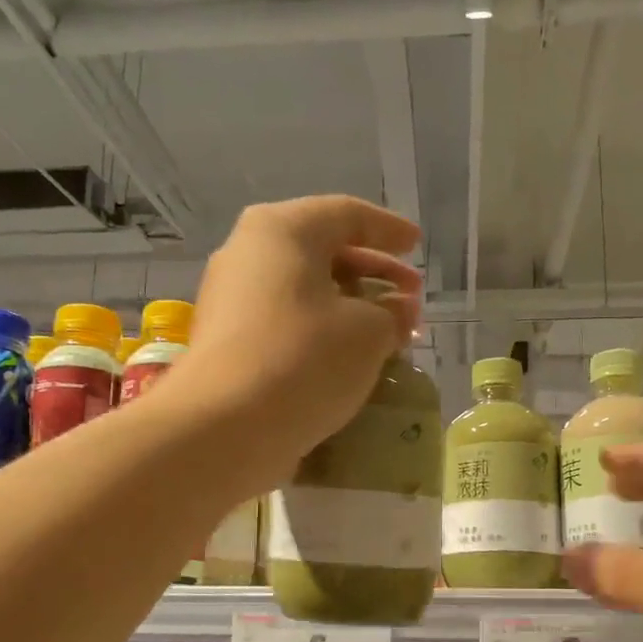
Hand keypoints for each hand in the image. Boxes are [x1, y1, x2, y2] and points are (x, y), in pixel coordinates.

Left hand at [165, 195, 421, 490]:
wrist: (226, 426)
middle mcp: (248, 253)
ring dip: (348, 306)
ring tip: (385, 331)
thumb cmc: (305, 358)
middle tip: (410, 296)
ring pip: (302, 290)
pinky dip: (320, 330)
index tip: (417, 246)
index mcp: (282, 230)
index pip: (346, 215)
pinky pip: (284, 322)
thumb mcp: (369, 332)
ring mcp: (230, 299)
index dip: (389, 229)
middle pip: (322, 251)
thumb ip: (393, 313)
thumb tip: (399, 309)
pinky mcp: (225, 342)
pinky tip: (346, 357)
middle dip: (372, 273)